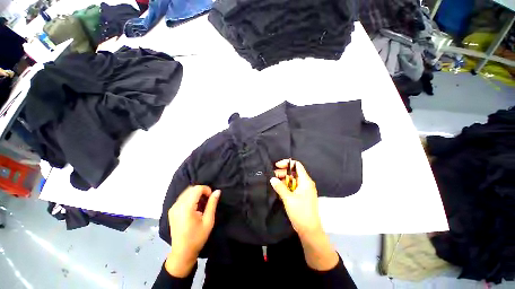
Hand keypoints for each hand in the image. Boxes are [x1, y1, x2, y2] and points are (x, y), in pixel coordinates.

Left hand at [165, 186, 219, 276]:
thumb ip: (212, 204)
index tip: (211, 198)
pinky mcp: (172, 210)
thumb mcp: (208, 221)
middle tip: (207, 200)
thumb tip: (217, 191)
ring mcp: (173, 208)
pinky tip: (194, 207)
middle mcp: (177, 205)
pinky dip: (190, 197)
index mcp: (186, 208)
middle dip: (201, 191)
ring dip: (196, 194)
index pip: (197, 189)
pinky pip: (182, 197)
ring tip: (201, 204)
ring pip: (186, 192)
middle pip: (191, 188)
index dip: (206, 189)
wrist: (182, 252)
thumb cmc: (197, 237)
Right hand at [270, 160, 322, 237]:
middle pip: (294, 172)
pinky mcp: (302, 195)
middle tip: (273, 176)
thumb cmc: (300, 212)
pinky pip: (293, 186)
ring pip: (293, 180)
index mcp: (305, 181)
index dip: (287, 163)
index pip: (296, 165)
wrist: (310, 230)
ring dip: (284, 180)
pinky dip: (286, 186)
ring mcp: (304, 189)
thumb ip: (280, 187)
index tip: (277, 166)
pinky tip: (279, 189)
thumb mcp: (288, 198)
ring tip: (274, 183)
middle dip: (283, 172)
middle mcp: (306, 183)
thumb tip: (272, 179)